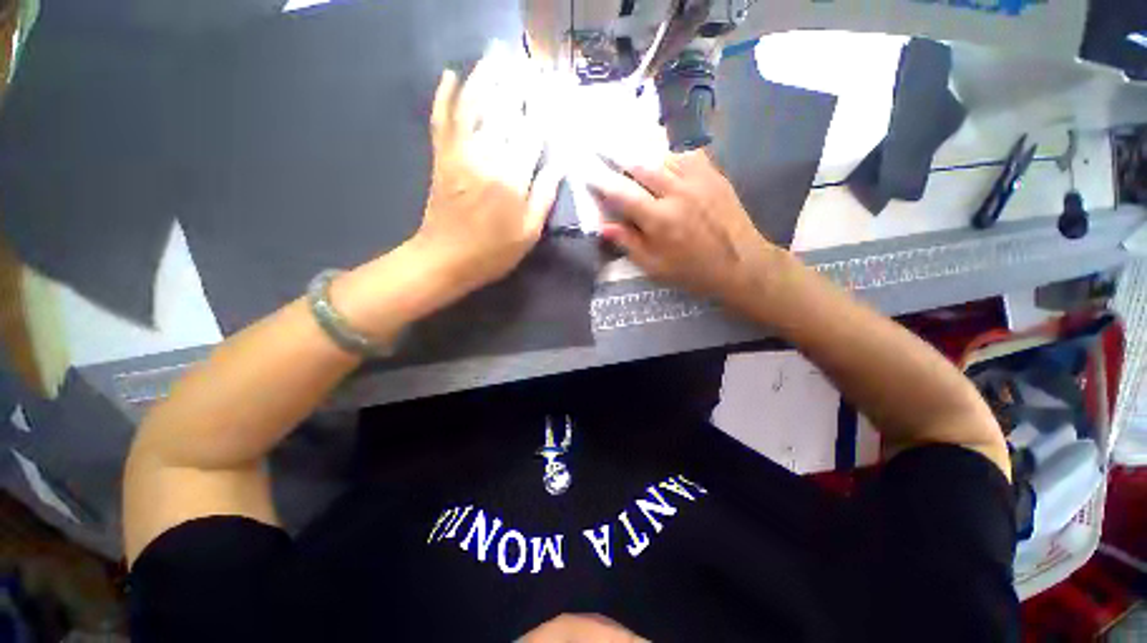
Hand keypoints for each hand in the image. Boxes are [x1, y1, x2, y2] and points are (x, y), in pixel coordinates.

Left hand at [412, 49, 561, 296]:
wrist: (445, 260)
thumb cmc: (493, 253)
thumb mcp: (529, 234)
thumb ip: (544, 197)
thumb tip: (560, 163)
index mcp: (512, 180)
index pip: (532, 134)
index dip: (543, 111)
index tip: (552, 92)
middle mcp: (487, 158)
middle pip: (504, 111)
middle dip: (517, 84)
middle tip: (527, 62)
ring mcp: (460, 154)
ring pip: (473, 106)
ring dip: (485, 77)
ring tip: (497, 55)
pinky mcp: (441, 157)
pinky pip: (441, 119)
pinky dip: (443, 95)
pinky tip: (449, 75)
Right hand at [590, 150, 787, 305]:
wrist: (741, 264)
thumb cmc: (693, 271)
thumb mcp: (654, 266)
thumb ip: (628, 243)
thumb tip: (602, 226)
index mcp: (660, 219)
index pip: (622, 193)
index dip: (602, 181)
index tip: (588, 172)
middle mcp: (677, 192)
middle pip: (640, 164)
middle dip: (617, 156)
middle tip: (602, 149)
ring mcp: (698, 179)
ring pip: (662, 154)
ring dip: (642, 154)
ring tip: (630, 153)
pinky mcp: (714, 174)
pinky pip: (686, 153)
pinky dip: (668, 154)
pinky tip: (663, 160)